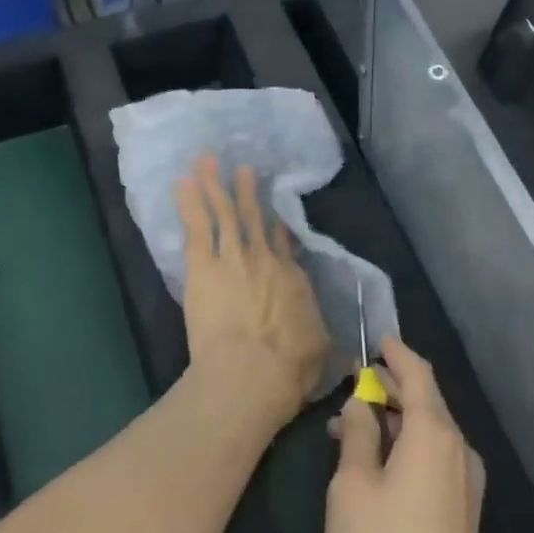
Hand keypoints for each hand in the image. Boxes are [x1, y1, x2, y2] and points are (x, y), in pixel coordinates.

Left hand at [175, 155, 329, 426]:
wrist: (252, 372)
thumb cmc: (288, 368)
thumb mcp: (320, 352)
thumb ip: (327, 343)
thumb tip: (351, 358)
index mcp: (292, 278)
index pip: (284, 244)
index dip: (278, 227)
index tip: (275, 215)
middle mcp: (264, 259)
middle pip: (254, 218)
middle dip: (247, 191)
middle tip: (244, 168)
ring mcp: (233, 257)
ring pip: (224, 212)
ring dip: (214, 184)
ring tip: (206, 160)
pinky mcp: (204, 266)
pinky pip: (197, 226)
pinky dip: (190, 202)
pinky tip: (182, 181)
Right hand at [325, 338, 489, 532]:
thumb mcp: (352, 487)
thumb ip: (357, 434)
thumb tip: (360, 403)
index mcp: (434, 433)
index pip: (418, 374)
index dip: (396, 353)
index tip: (376, 338)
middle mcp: (458, 449)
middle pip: (425, 401)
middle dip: (389, 388)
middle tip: (352, 382)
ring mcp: (465, 483)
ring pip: (427, 432)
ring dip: (393, 421)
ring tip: (350, 426)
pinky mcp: (463, 512)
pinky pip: (432, 458)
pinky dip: (405, 447)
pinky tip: (374, 462)